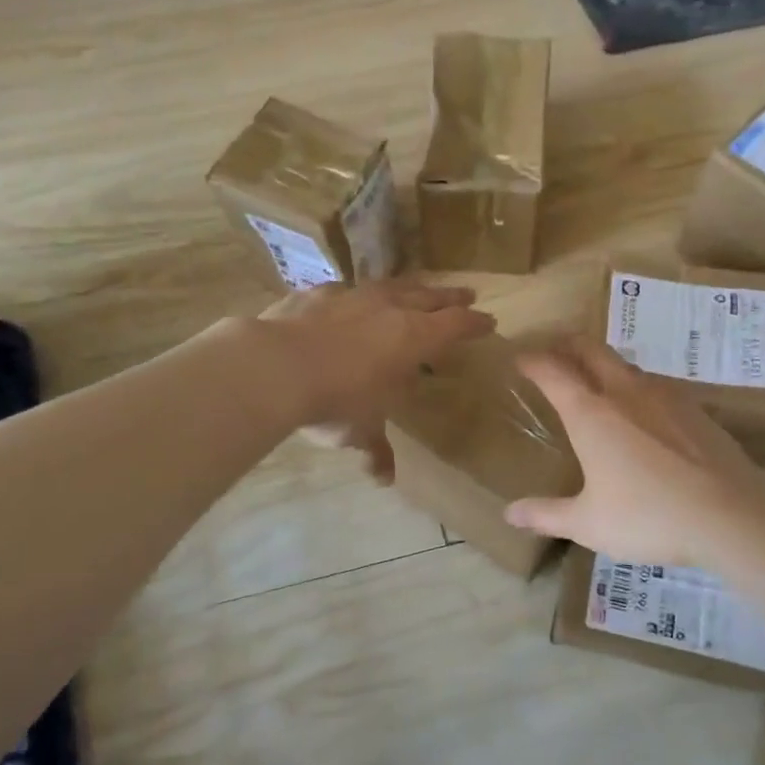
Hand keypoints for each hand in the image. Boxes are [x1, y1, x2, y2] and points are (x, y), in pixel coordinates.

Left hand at [259, 278, 494, 481]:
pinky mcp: (317, 293)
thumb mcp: (360, 431)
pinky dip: (358, 296)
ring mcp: (352, 296)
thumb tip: (383, 479)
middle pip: (430, 296)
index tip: (489, 322)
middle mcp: (389, 309)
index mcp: (414, 338)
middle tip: (468, 294)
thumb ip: (376, 450)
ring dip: (410, 287)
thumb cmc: (335, 402)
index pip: (456, 325)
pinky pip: (347, 290)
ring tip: (418, 288)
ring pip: (392, 285)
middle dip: (451, 297)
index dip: (475, 323)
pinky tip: (352, 299)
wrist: (275, 367)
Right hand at [503, 335, 764, 567]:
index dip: (531, 360)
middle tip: (553, 352)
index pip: (552, 371)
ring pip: (625, 364)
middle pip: (591, 349)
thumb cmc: (648, 517)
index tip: (519, 358)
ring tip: (595, 381)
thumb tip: (509, 514)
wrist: (730, 516)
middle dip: (567, 344)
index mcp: (591, 413)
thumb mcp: (588, 523)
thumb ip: (546, 515)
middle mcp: (625, 392)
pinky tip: (643, 412)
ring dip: (604, 364)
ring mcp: (665, 395)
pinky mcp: (695, 407)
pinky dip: (636, 386)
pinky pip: (655, 385)